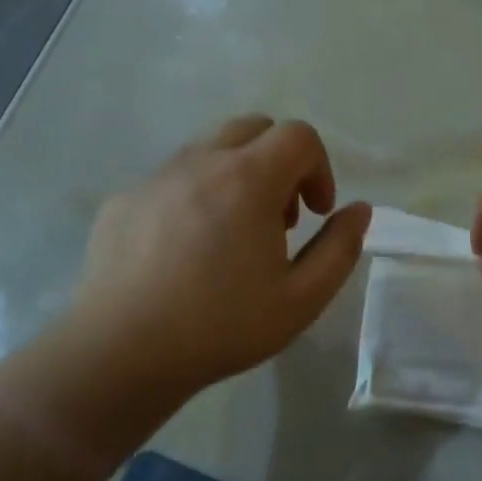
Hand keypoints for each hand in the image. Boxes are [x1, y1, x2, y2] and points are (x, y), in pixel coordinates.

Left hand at [73, 116, 370, 395]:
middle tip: (279, 219)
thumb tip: (358, 210)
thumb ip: (340, 248)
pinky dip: (195, 196)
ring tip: (233, 235)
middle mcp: (200, 162)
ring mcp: (155, 178)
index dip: (319, 168)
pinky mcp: (123, 199)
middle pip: (253, 128)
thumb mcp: (302, 299)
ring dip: (237, 176)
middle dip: (279, 163)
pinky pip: (172, 178)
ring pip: (209, 149)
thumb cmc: (222, 326)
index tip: (316, 214)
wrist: (122, 352)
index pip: (298, 135)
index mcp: (248, 179)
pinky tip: (185, 252)